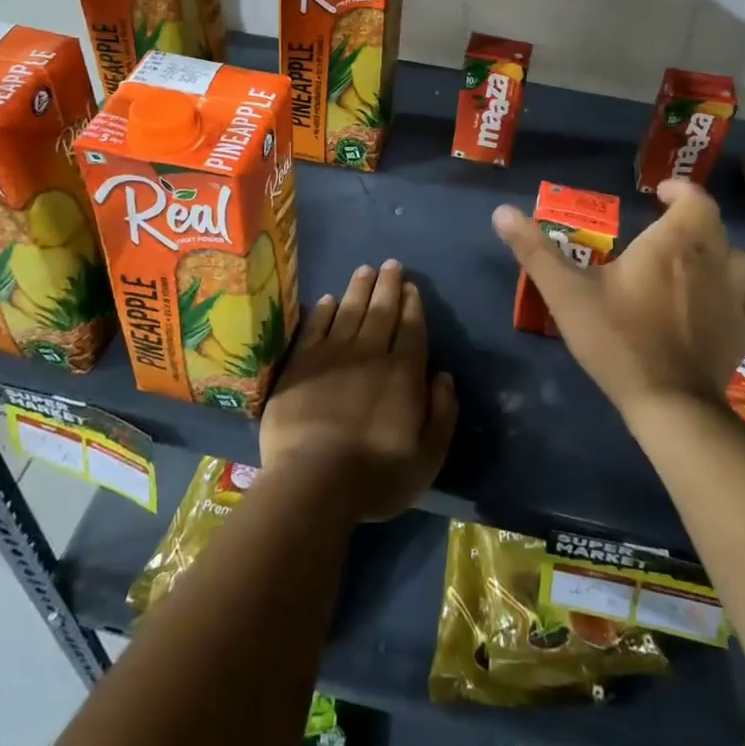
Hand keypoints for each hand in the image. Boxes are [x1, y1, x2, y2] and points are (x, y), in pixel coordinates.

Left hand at [260, 260, 457, 522]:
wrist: (313, 481)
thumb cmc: (375, 476)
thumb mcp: (428, 458)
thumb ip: (442, 414)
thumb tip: (444, 377)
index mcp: (402, 374)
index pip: (411, 329)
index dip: (412, 305)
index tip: (411, 286)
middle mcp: (369, 354)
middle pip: (381, 311)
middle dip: (388, 285)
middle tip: (391, 264)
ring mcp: (332, 356)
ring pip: (349, 311)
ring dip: (359, 288)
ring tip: (365, 269)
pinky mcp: (300, 364)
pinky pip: (314, 328)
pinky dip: (322, 311)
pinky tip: (327, 299)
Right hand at [492, 180, 744, 421]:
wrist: (667, 404)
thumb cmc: (616, 339)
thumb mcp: (566, 293)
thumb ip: (534, 250)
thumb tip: (501, 211)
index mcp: (674, 243)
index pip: (695, 199)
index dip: (680, 191)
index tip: (658, 195)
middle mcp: (714, 260)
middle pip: (714, 226)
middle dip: (692, 221)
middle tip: (663, 231)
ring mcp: (737, 297)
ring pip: (739, 259)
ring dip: (719, 252)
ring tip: (693, 262)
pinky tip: (734, 298)